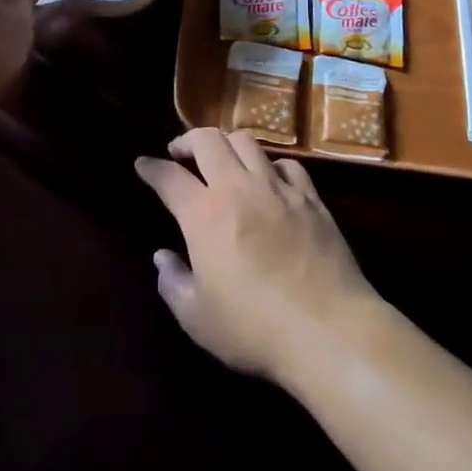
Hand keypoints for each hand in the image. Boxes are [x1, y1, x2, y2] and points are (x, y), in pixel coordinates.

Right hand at [136, 128, 382, 384]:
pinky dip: (270, 165)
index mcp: (204, 215)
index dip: (151, 168)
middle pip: (208, 139)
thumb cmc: (255, 329)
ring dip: (227, 144)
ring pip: (247, 140)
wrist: (328, 331)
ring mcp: (278, 188)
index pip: (169, 177)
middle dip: (188, 140)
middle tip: (181, 154)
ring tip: (223, 161)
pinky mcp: (311, 198)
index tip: (143, 165)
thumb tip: (163, 257)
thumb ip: (173, 283)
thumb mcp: (198, 318)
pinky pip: (287, 163)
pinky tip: (269, 181)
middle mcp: (238, 188)